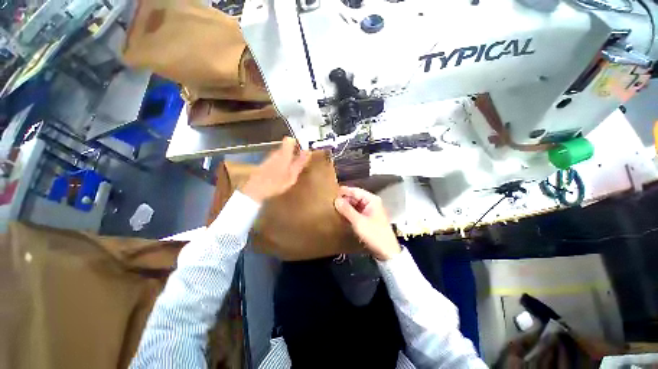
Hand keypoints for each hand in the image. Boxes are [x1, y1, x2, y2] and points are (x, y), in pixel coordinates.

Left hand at [241, 137, 310, 202]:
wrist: (255, 190)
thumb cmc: (276, 183)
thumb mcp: (292, 175)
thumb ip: (300, 163)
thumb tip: (308, 151)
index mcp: (284, 154)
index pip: (290, 140)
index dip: (297, 142)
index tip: (303, 150)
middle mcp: (276, 153)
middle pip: (286, 146)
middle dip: (294, 151)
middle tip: (300, 161)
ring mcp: (269, 157)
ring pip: (281, 153)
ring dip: (288, 157)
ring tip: (292, 169)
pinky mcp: (265, 163)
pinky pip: (277, 158)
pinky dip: (282, 162)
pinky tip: (282, 173)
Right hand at [334, 186, 400, 260]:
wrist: (386, 251)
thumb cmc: (374, 234)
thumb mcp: (358, 222)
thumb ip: (347, 210)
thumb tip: (336, 200)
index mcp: (372, 200)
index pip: (355, 191)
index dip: (344, 191)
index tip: (332, 192)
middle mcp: (371, 203)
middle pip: (355, 197)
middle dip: (344, 199)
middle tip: (330, 201)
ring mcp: (370, 211)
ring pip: (355, 205)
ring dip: (346, 206)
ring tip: (333, 207)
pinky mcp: (368, 218)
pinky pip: (357, 212)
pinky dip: (349, 213)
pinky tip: (341, 215)